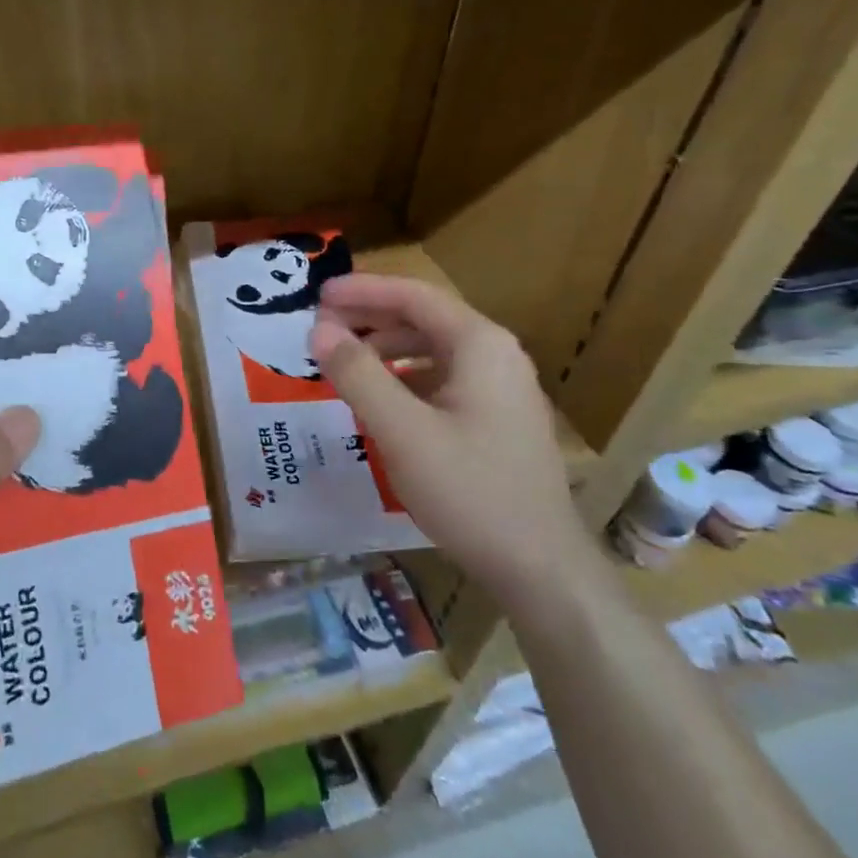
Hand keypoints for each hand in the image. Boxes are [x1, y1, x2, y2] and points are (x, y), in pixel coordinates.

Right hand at [309, 274, 589, 609]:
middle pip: (424, 319)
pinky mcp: (497, 419)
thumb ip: (357, 375)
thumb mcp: (402, 431)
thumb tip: (319, 328)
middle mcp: (496, 356)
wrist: (539, 567)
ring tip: (343, 360)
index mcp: (480, 345)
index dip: (362, 290)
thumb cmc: (470, 490)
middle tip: (321, 327)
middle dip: (370, 317)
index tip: (317, 294)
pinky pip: (442, 379)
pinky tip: (379, 399)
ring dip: (385, 347)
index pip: (414, 296)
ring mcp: (501, 389)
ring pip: (433, 349)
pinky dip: (404, 377)